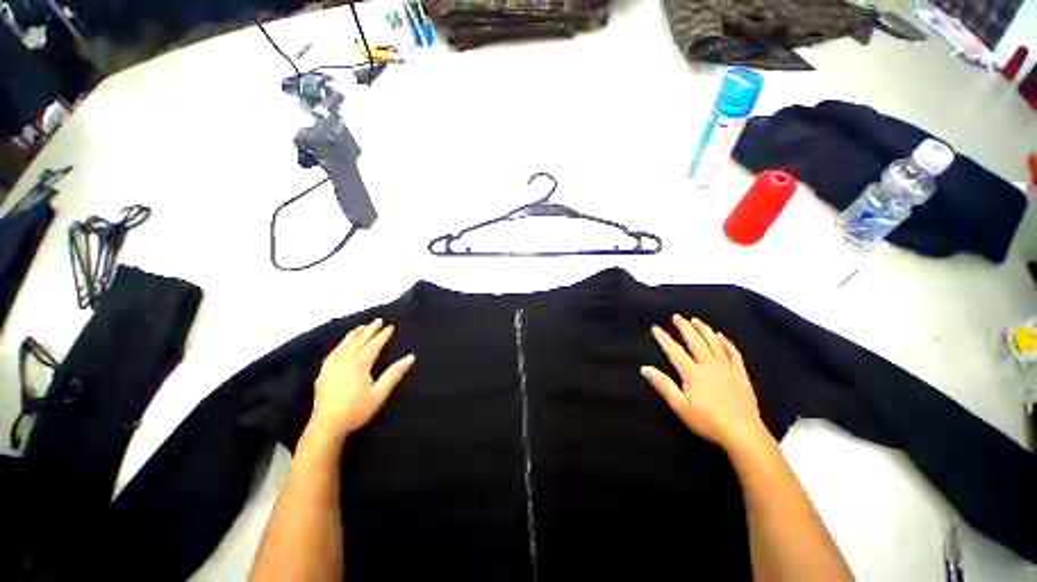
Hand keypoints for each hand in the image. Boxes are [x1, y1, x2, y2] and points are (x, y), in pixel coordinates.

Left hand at [310, 319, 414, 439]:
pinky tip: (341, 345)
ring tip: (361, 326)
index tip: (391, 326)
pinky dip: (339, 345)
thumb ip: (394, 374)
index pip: (374, 345)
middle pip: (359, 341)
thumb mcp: (380, 393)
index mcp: (360, 364)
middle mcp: (345, 361)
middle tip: (378, 320)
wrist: (327, 425)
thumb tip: (410, 357)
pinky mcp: (323, 373)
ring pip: (344, 345)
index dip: (383, 335)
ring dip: (354, 334)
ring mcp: (332, 366)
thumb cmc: (356, 409)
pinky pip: (332, 353)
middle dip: (369, 330)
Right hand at [642, 315, 768, 450]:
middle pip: (695, 342)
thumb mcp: (681, 407)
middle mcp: (709, 366)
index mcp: (693, 373)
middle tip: (677, 316)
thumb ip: (664, 386)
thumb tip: (645, 368)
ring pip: (714, 344)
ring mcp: (727, 369)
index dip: (664, 339)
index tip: (656, 328)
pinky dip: (727, 343)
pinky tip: (722, 336)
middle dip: (685, 328)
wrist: (744, 434)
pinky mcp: (741, 376)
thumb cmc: (708, 422)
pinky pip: (734, 354)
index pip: (675, 351)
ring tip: (696, 320)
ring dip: (704, 330)